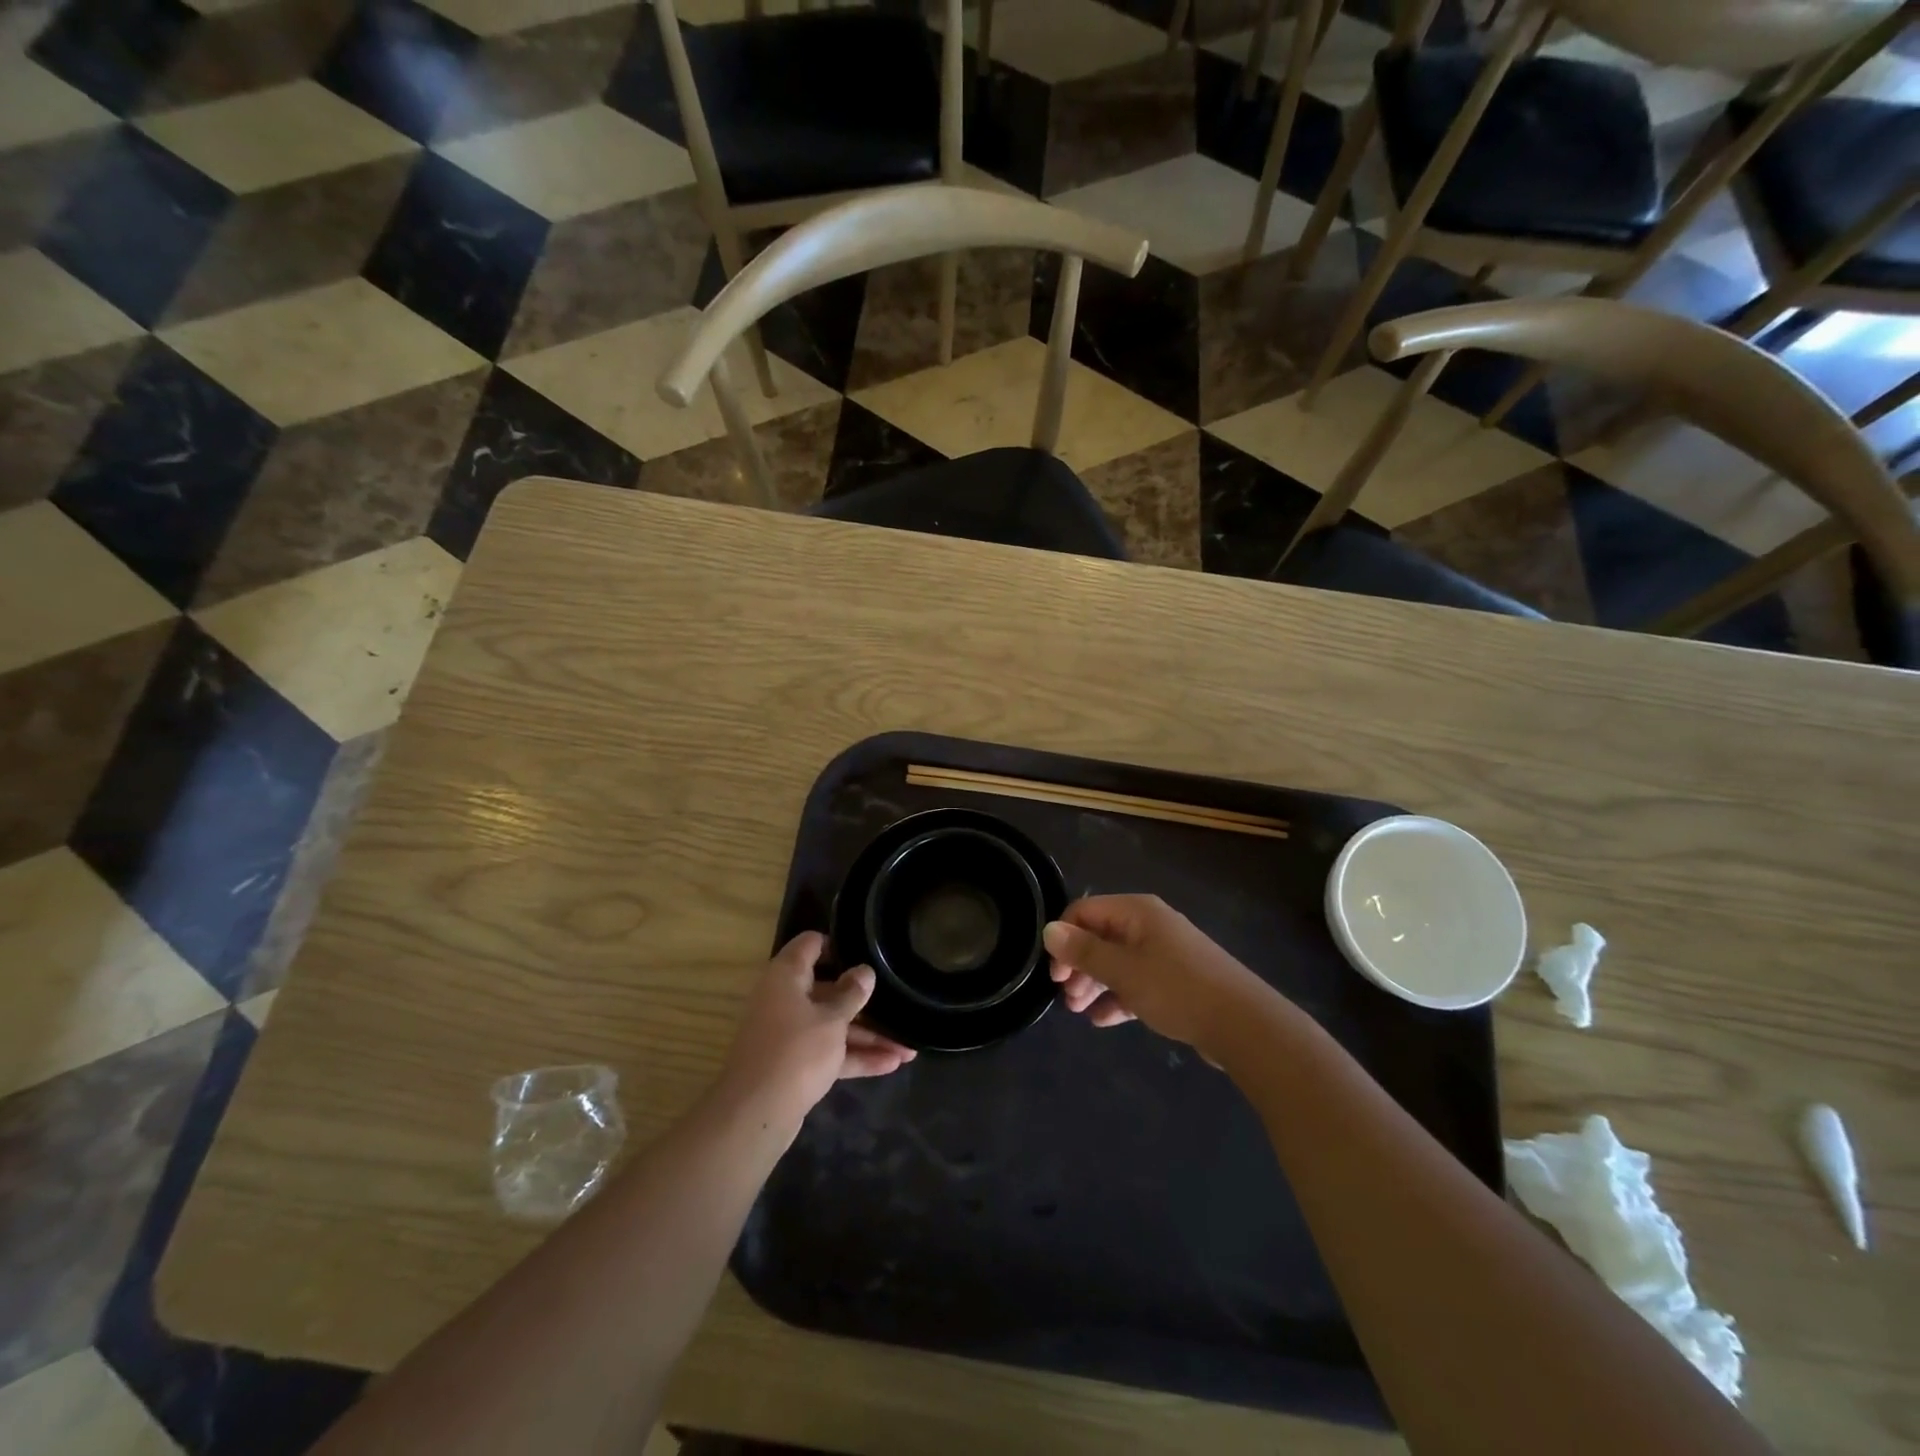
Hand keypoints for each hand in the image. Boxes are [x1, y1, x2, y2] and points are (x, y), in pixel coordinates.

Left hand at [719, 932, 915, 1127]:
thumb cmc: (796, 1051)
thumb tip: (865, 971)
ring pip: (833, 1025)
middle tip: (898, 1002)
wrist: (756, 1114)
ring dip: (869, 1036)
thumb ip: (851, 994)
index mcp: (787, 976)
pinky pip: (830, 1052)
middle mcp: (785, 999)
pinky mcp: (795, 1063)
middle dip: (865, 1001)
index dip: (838, 944)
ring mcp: (790, 1033)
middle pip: (828, 989)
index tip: (868, 951)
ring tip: (909, 1048)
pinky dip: (856, 1056)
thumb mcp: (832, 1019)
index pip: (811, 944)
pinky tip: (892, 1064)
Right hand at [1044, 895, 1272, 1053]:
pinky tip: (1103, 1020)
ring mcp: (1165, 953)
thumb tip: (1049, 930)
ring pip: (1118, 961)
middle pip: (1101, 936)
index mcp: (1137, 912)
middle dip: (1079, 965)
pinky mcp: (1177, 980)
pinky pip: (1137, 982)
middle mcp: (1150, 925)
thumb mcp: (1123, 971)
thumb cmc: (1177, 990)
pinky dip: (1118, 997)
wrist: (1243, 1025)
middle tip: (1066, 998)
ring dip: (1095, 983)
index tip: (1055, 973)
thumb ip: (1084, 951)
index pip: (1085, 911)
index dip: (1064, 938)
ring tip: (1079, 1012)